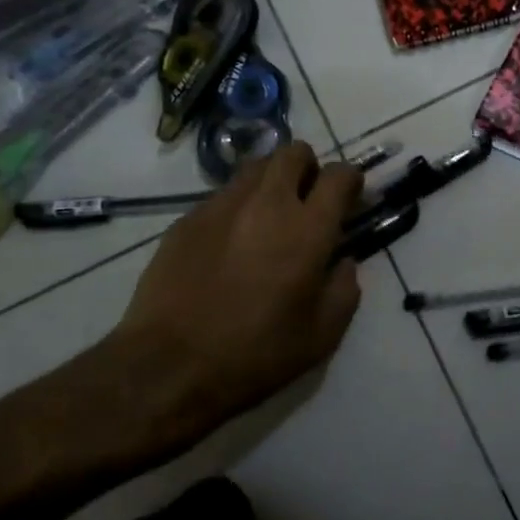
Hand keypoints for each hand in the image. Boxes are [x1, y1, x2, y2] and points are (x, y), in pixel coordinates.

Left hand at [67, 143, 364, 470]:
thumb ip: (345, 290)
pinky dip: (237, 206)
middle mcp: (267, 204)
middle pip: (294, 152)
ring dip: (272, 181)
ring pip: (255, 167)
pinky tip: (229, 243)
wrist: (168, 366)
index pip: (340, 175)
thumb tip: (344, 262)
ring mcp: (222, 206)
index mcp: (308, 229)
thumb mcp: (322, 336)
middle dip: (308, 167)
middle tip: (307, 200)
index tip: (349, 200)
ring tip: (268, 216)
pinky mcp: (187, 219)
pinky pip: (222, 195)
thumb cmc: (255, 354)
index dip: (351, 181)